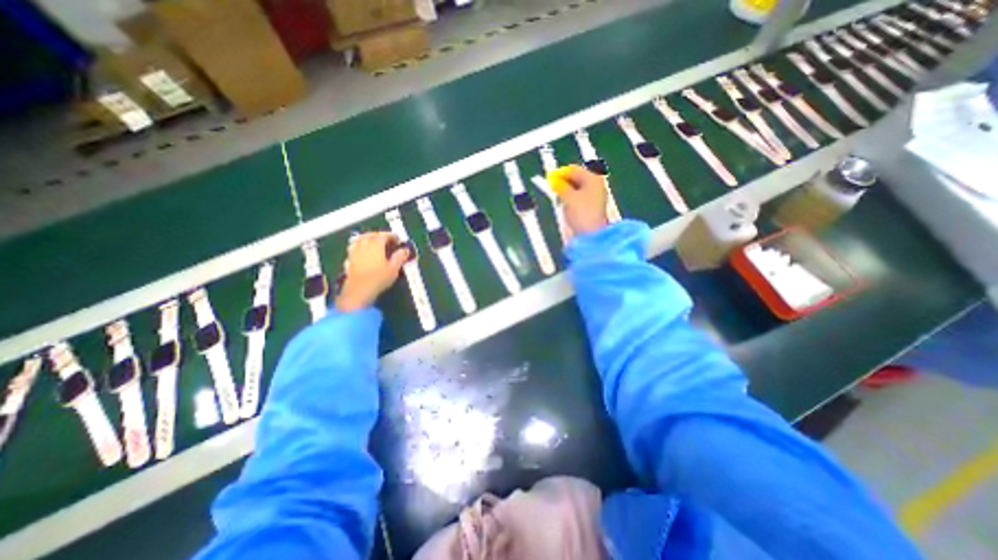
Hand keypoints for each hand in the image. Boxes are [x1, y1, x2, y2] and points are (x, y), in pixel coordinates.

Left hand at [336, 229, 410, 311]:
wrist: (359, 290)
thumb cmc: (378, 278)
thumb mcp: (394, 268)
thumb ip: (400, 257)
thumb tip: (405, 250)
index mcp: (376, 244)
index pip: (384, 235)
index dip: (392, 236)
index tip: (398, 240)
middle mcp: (363, 245)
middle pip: (370, 235)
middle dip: (379, 235)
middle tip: (387, 240)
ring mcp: (354, 252)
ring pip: (360, 240)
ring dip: (367, 238)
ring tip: (373, 243)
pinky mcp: (349, 260)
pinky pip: (354, 248)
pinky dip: (359, 247)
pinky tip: (362, 252)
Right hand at [548, 164, 613, 235]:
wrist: (592, 235)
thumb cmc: (581, 214)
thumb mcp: (568, 197)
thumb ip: (560, 186)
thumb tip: (553, 180)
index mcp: (592, 178)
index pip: (573, 170)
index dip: (560, 173)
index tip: (549, 179)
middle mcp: (596, 184)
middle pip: (577, 178)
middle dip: (564, 182)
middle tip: (552, 188)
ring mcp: (596, 196)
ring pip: (578, 188)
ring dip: (567, 191)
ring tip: (558, 198)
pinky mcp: (593, 207)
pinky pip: (580, 198)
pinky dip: (572, 199)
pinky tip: (566, 205)